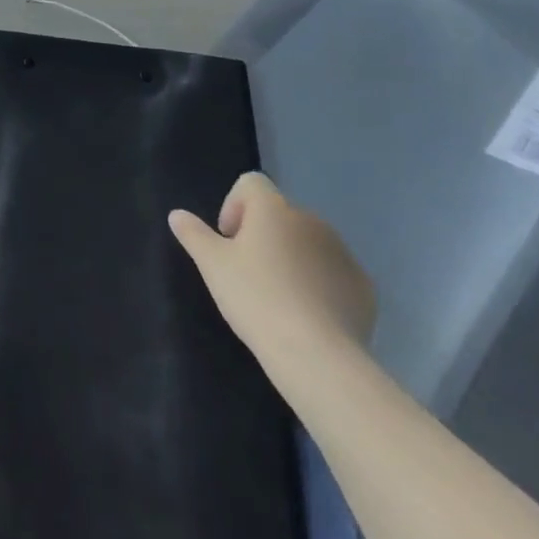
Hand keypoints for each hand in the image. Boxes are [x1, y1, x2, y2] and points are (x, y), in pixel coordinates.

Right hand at [170, 172, 375, 381]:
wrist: (316, 354)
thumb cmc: (256, 298)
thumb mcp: (213, 266)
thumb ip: (194, 235)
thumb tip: (176, 215)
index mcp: (273, 209)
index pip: (251, 184)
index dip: (234, 206)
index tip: (229, 241)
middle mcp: (310, 220)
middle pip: (280, 215)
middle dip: (263, 237)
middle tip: (248, 275)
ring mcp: (342, 252)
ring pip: (309, 244)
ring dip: (292, 260)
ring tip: (279, 300)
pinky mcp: (362, 286)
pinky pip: (333, 274)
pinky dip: (320, 286)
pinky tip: (308, 317)